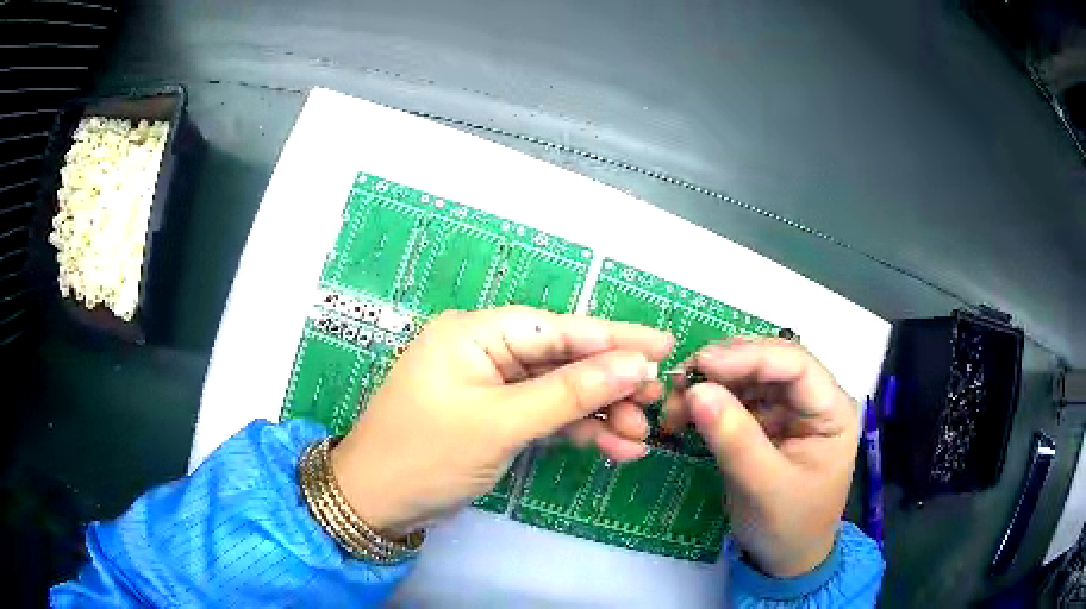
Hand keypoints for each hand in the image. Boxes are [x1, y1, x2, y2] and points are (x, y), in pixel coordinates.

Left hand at [331, 306, 672, 536]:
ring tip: (640, 437)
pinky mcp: (496, 419)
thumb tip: (635, 365)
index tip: (663, 347)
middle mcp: (485, 352)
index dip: (613, 338)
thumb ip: (570, 393)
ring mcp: (492, 388)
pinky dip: (576, 433)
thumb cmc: (426, 455)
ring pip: (559, 393)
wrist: (376, 505)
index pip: (556, 328)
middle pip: (563, 360)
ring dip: (599, 415)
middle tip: (657, 402)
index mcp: (474, 333)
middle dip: (610, 384)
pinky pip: (545, 417)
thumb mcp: (500, 424)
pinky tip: (613, 448)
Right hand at [662, 338, 857, 577]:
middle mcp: (812, 400)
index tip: (702, 364)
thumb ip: (735, 440)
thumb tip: (696, 391)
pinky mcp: (765, 423)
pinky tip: (684, 415)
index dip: (750, 357)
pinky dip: (707, 403)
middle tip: (679, 383)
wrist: (784, 560)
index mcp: (832, 410)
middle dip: (724, 369)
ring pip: (748, 377)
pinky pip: (734, 399)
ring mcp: (788, 410)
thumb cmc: (789, 526)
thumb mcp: (765, 488)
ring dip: (710, 384)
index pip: (796, 364)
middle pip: (769, 364)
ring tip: (674, 404)